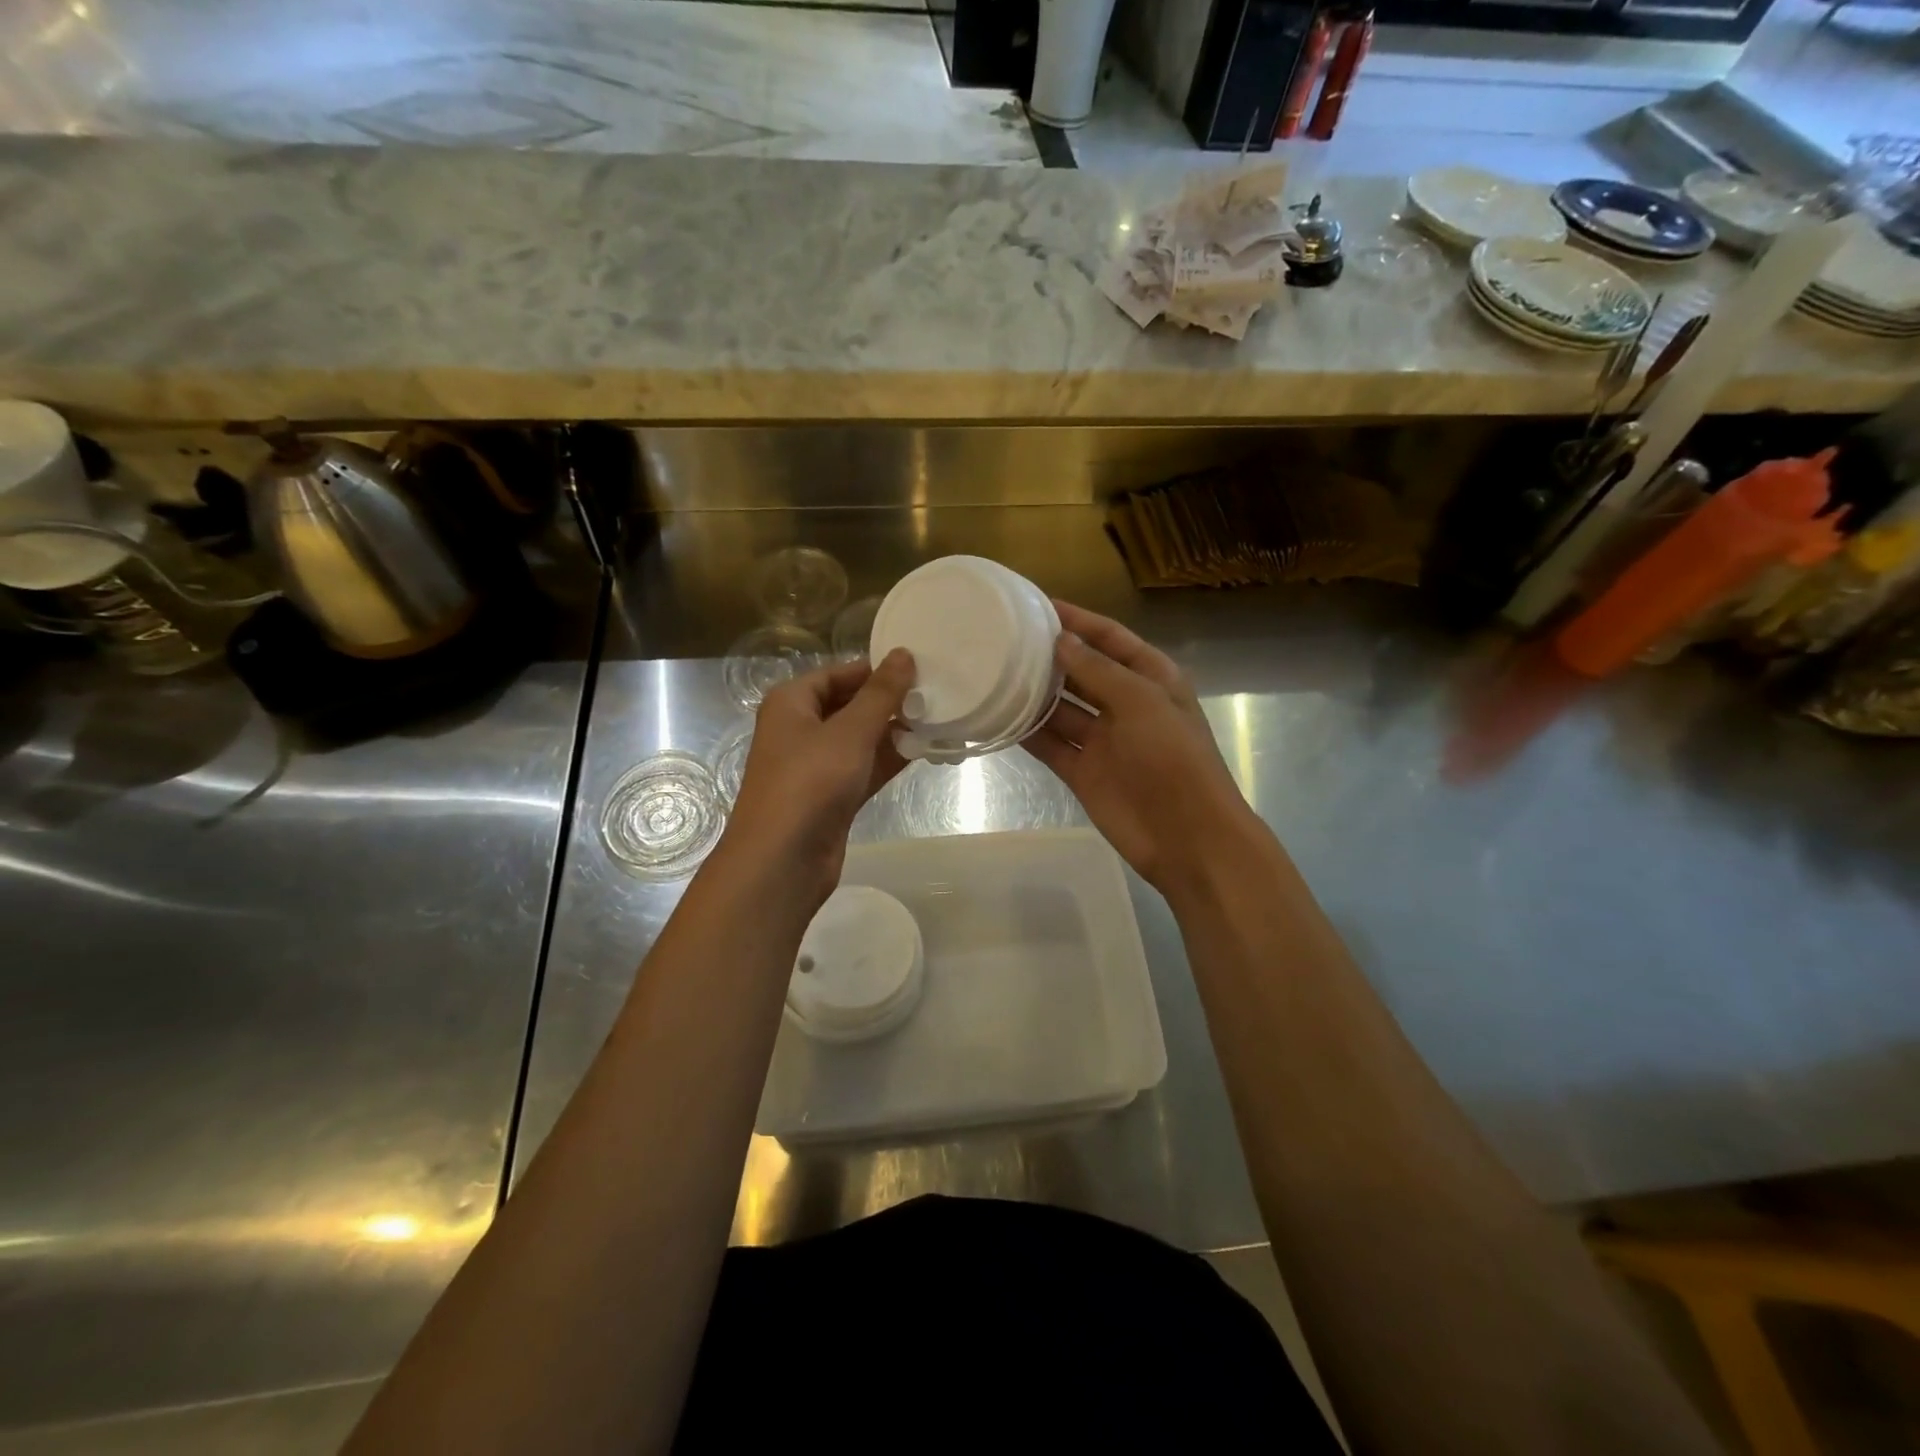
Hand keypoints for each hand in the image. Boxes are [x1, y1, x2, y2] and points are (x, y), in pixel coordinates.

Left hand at [723, 648, 915, 904]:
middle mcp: (800, 729)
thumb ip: (880, 694)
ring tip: (938, 718)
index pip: (837, 674)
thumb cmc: (810, 782)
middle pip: (848, 705)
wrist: (782, 860)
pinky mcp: (831, 796)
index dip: (874, 669)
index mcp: (791, 703)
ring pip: (859, 739)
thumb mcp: (850, 732)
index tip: (917, 667)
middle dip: (888, 701)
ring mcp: (815, 765)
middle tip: (934, 693)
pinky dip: (888, 759)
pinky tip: (923, 750)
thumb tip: (903, 654)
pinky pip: (864, 767)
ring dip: (893, 731)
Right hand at [1026, 602, 1262, 897]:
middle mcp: (1125, 704)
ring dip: (1035, 694)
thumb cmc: (1172, 758)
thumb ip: (1097, 670)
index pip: (1110, 638)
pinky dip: (1028, 733)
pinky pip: (1051, 745)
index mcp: (1151, 678)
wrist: (1186, 836)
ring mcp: (1103, 740)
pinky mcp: (1083, 771)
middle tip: (1005, 638)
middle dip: (1050, 656)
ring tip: (994, 672)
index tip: (1037, 605)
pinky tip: (999, 717)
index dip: (1078, 620)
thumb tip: (1060, 642)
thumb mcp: (1140, 701)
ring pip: (1062, 709)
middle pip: (1082, 671)